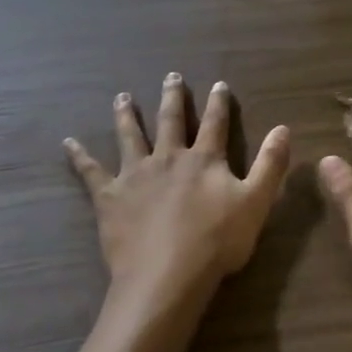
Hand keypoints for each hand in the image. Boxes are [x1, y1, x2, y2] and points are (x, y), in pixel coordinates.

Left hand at [65, 75, 290, 304]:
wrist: (167, 275)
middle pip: (171, 121)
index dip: (219, 103)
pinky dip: (79, 156)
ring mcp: (135, 175)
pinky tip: (68, 142)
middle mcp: (169, 157)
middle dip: (173, 98)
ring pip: (130, 137)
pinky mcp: (109, 197)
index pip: (215, 123)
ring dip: (127, 115)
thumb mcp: (256, 202)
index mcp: (204, 159)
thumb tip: (283, 128)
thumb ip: (270, 164)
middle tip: (171, 76)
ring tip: (122, 97)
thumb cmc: (217, 241)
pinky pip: (90, 172)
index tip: (219, 84)